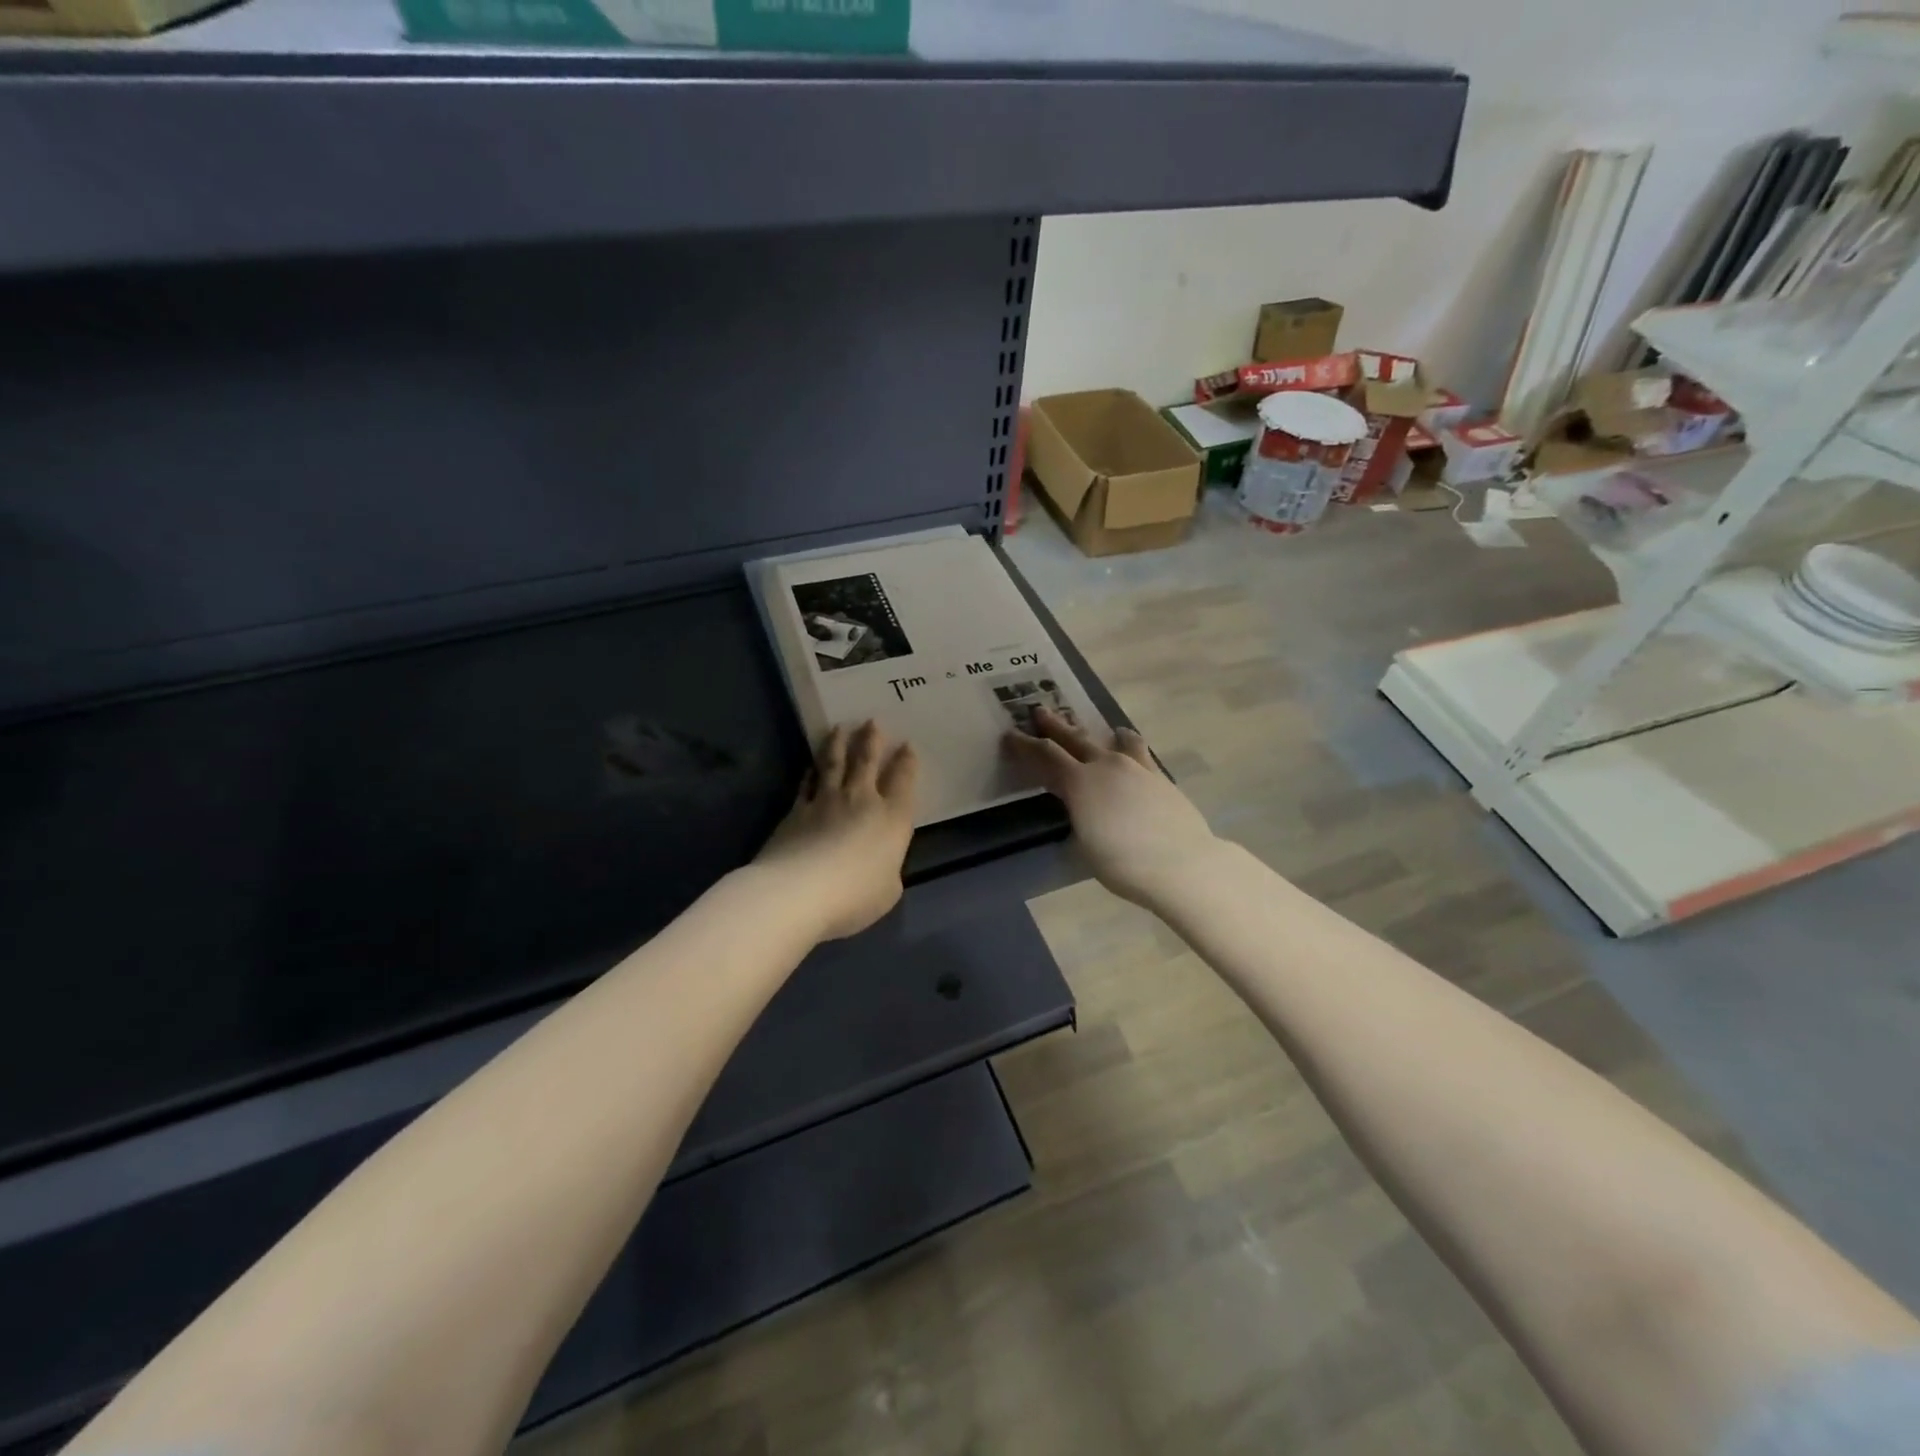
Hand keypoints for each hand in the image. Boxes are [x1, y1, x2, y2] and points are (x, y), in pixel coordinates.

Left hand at [754, 721, 918, 941]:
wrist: (799, 892)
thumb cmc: (855, 896)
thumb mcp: (888, 891)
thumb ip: (887, 870)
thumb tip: (880, 864)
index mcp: (893, 819)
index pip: (903, 781)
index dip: (906, 762)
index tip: (907, 745)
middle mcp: (862, 801)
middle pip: (867, 762)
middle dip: (871, 740)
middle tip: (871, 721)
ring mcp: (826, 801)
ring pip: (834, 764)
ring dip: (839, 744)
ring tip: (840, 728)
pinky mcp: (797, 810)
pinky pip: (807, 783)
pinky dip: (810, 772)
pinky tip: (811, 765)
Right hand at [1003, 708, 1219, 908]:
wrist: (1182, 864)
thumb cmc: (1123, 864)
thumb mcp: (1085, 844)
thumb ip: (1078, 815)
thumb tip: (1078, 805)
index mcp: (1080, 782)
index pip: (1046, 755)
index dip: (1025, 745)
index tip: (1010, 735)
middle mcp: (1107, 766)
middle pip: (1075, 738)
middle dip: (1055, 725)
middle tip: (1040, 711)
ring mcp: (1138, 768)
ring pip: (1115, 740)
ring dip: (1101, 733)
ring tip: (1106, 730)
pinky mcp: (1161, 777)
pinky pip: (1140, 753)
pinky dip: (1130, 747)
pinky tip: (1132, 752)